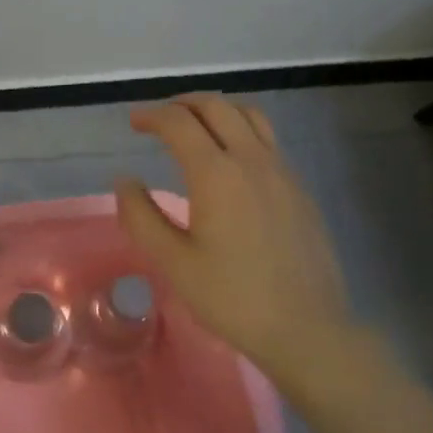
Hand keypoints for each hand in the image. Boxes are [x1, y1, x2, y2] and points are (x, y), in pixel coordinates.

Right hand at [114, 94, 349, 366]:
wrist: (307, 329)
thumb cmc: (233, 297)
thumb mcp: (173, 263)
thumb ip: (141, 216)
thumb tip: (125, 181)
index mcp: (216, 174)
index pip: (179, 123)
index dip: (151, 116)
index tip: (133, 122)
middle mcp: (252, 160)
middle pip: (216, 106)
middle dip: (182, 103)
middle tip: (159, 119)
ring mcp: (282, 171)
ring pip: (249, 115)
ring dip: (216, 110)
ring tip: (195, 126)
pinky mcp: (299, 188)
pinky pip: (268, 139)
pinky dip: (241, 130)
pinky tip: (231, 160)